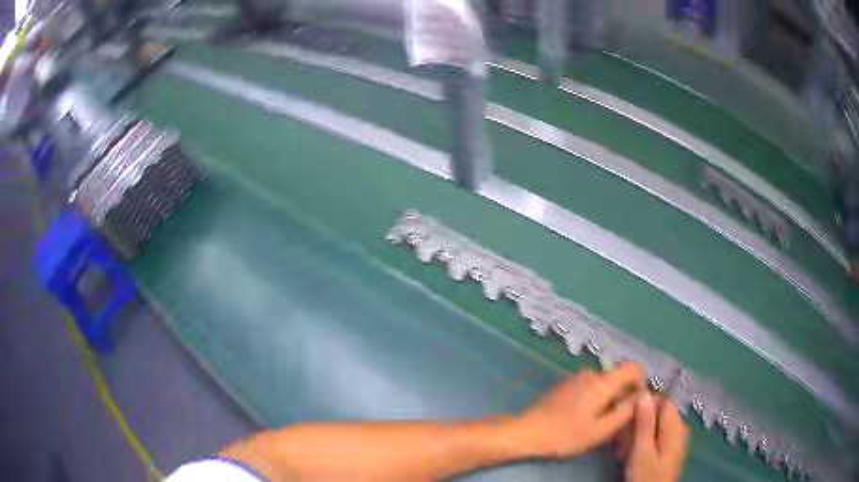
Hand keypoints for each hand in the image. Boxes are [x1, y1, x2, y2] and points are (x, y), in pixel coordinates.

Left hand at [512, 363, 645, 458]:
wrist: (527, 432)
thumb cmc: (564, 435)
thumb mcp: (599, 431)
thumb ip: (624, 413)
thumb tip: (641, 398)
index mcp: (602, 382)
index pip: (633, 367)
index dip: (642, 383)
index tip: (638, 404)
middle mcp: (591, 374)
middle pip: (619, 379)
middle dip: (624, 398)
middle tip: (619, 424)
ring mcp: (577, 379)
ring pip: (605, 386)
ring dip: (610, 402)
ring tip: (602, 426)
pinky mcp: (567, 386)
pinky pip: (592, 389)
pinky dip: (596, 402)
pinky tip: (587, 421)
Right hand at [625, 396, 689, 481]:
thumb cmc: (647, 476)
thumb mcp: (642, 451)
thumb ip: (644, 423)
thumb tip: (644, 394)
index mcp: (676, 426)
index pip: (662, 401)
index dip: (643, 404)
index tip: (623, 416)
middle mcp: (679, 429)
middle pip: (658, 414)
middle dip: (637, 422)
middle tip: (618, 437)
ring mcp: (674, 440)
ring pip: (654, 426)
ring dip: (636, 434)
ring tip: (619, 449)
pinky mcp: (668, 451)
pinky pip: (655, 437)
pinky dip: (641, 442)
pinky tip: (627, 453)